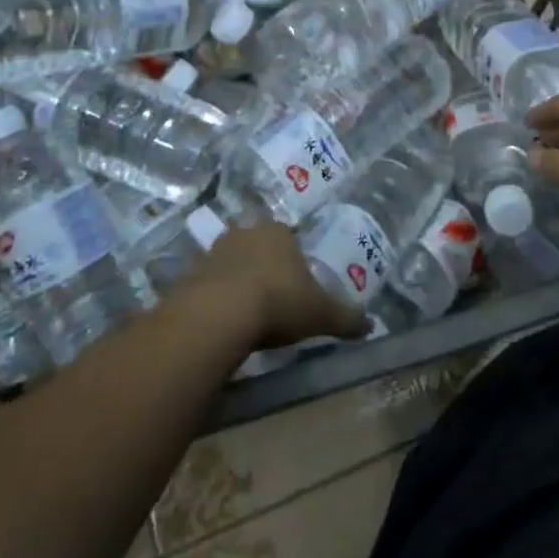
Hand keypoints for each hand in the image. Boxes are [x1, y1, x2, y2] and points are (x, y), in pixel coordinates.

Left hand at [198, 221, 370, 347]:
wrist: (218, 315)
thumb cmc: (278, 301)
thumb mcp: (320, 313)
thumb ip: (346, 317)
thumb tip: (371, 325)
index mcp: (278, 232)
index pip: (287, 235)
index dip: (292, 255)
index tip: (296, 279)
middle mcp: (244, 233)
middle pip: (256, 244)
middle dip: (262, 263)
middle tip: (272, 292)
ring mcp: (212, 252)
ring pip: (229, 262)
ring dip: (235, 279)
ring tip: (246, 309)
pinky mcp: (187, 276)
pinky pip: (206, 284)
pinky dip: (214, 298)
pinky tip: (222, 320)